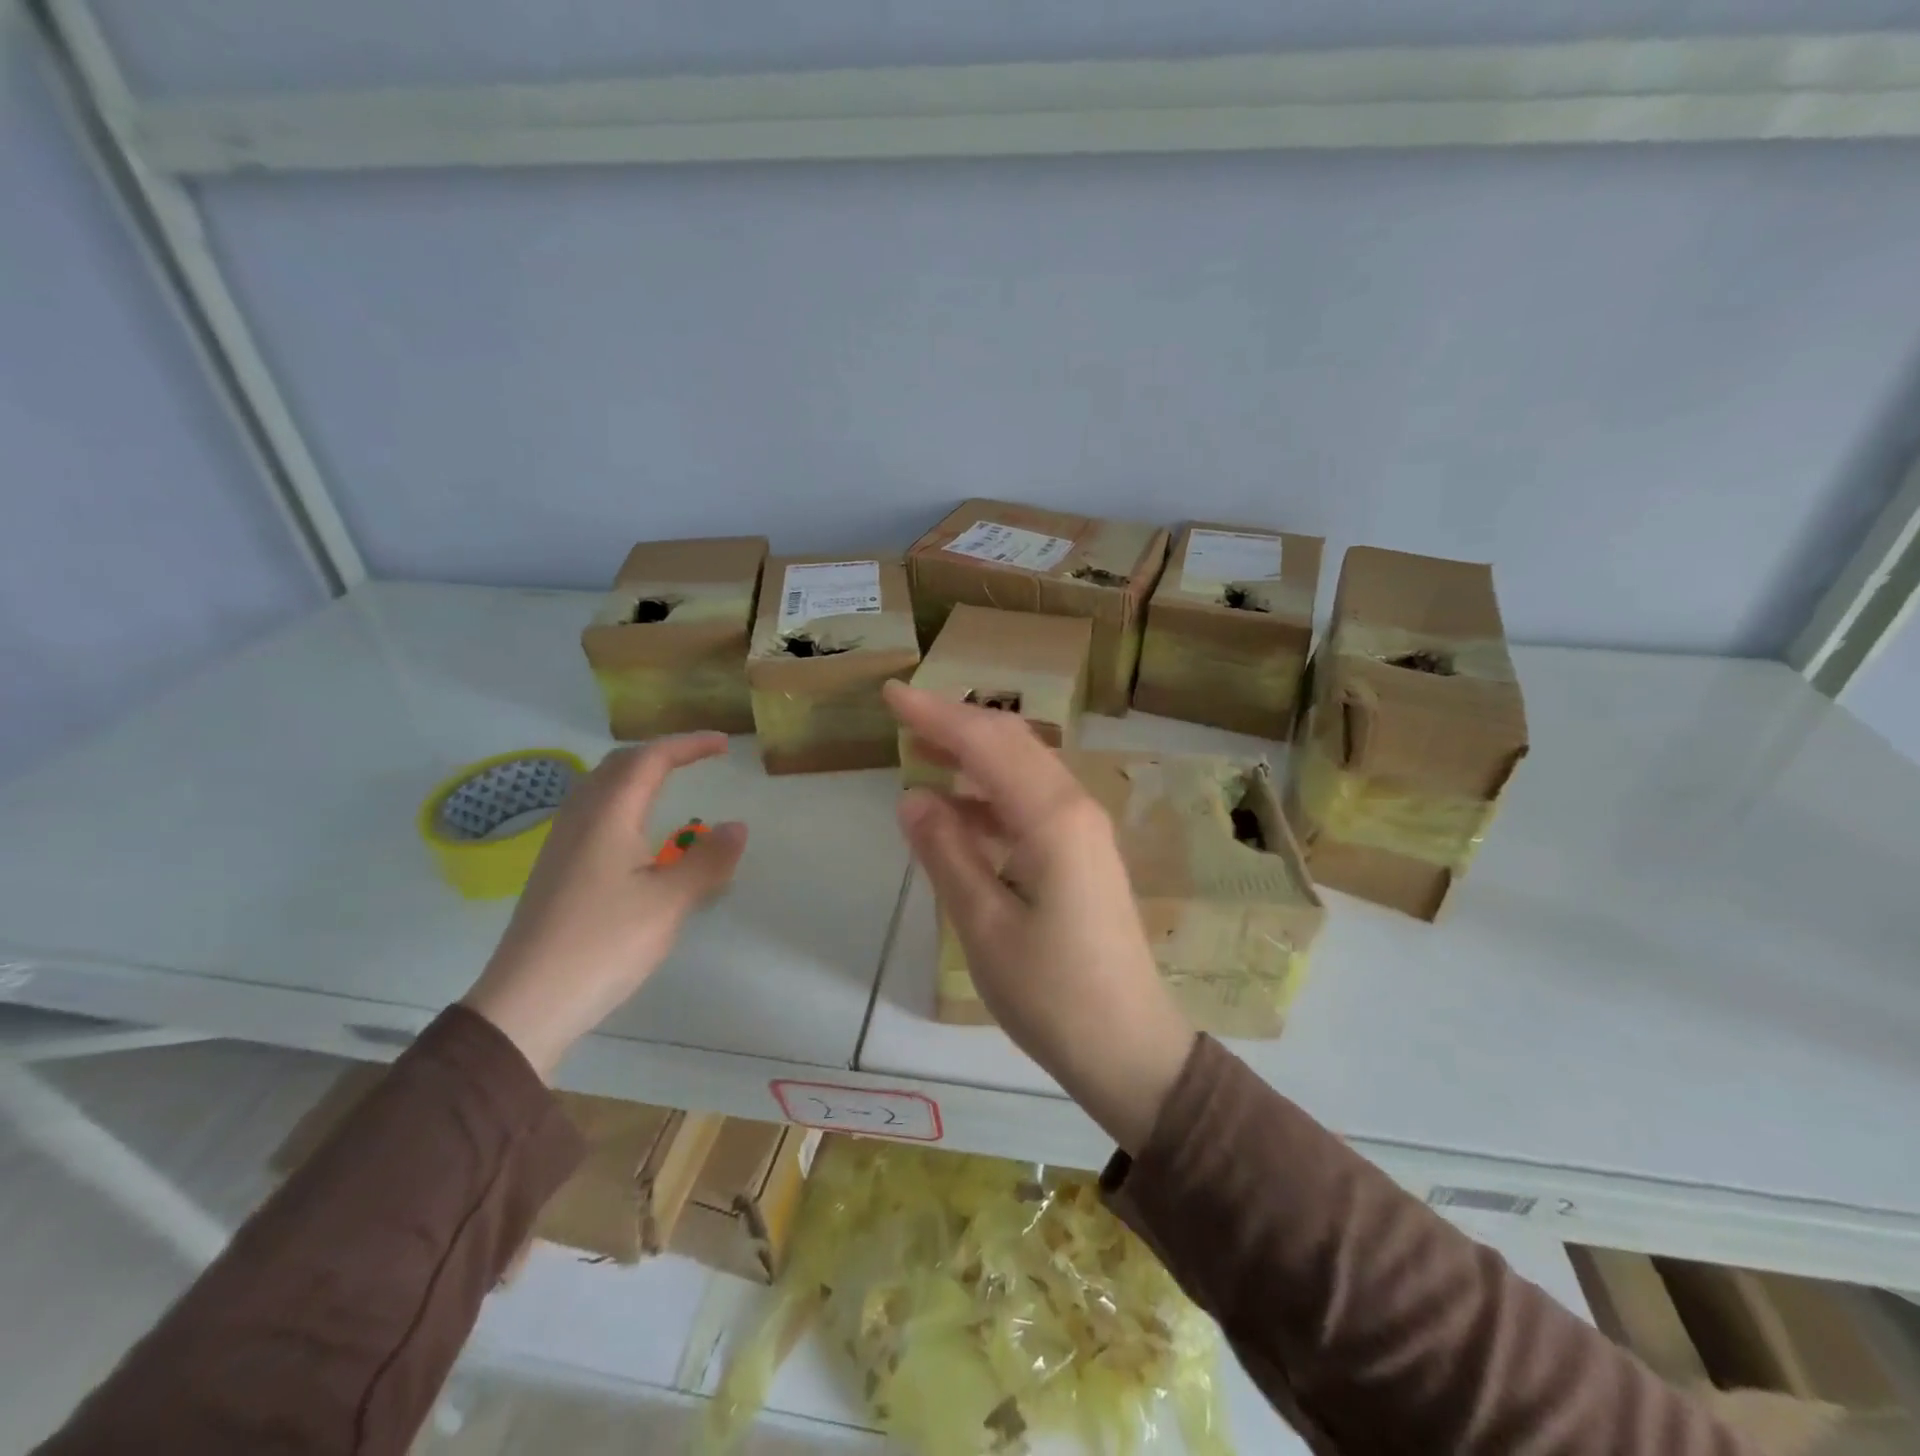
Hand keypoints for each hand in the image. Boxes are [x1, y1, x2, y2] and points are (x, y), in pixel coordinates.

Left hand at [462, 734, 746, 1077]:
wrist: (527, 1002)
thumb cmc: (604, 945)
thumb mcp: (670, 903)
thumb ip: (708, 861)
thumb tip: (738, 826)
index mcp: (607, 816)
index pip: (649, 759)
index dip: (688, 745)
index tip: (724, 745)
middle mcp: (579, 819)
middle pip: (619, 764)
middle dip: (662, 752)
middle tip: (699, 758)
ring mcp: (561, 844)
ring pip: (600, 786)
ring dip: (638, 773)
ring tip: (671, 783)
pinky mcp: (556, 868)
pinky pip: (592, 811)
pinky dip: (624, 799)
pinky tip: (636, 830)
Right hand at [884, 681, 1194, 1151]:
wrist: (1129, 1048)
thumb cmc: (1052, 995)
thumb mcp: (985, 926)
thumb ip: (947, 853)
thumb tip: (913, 796)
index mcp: (1054, 818)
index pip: (987, 744)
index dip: (936, 715)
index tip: (891, 694)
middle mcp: (1075, 809)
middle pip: (1012, 744)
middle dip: (956, 723)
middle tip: (903, 716)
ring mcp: (1085, 831)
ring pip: (1024, 770)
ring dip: (974, 756)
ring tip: (923, 755)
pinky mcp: (1084, 854)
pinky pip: (1032, 804)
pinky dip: (991, 796)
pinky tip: (960, 813)